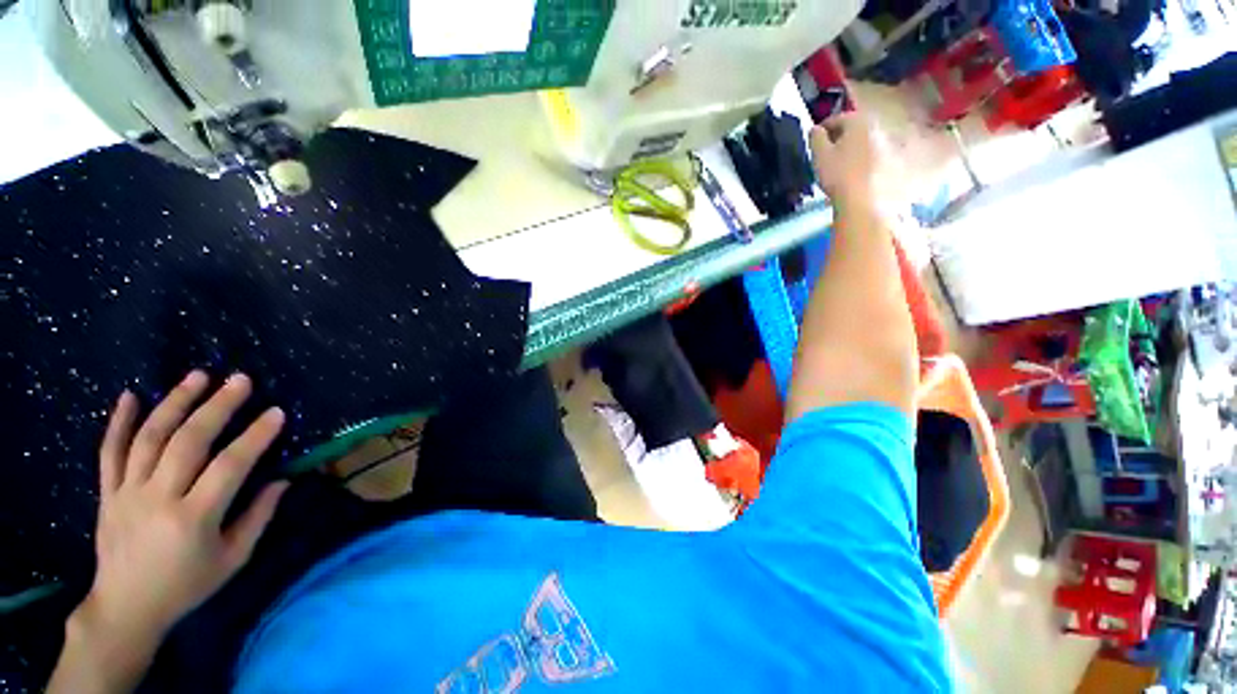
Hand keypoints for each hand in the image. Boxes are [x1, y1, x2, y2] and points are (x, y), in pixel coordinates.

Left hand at [52, 372, 288, 692]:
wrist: (125, 608)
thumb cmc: (187, 586)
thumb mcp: (232, 560)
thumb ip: (258, 517)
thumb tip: (283, 480)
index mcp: (193, 519)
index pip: (229, 467)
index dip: (255, 437)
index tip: (276, 413)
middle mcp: (157, 499)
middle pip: (187, 443)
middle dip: (216, 407)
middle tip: (240, 380)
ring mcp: (127, 494)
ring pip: (149, 439)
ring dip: (175, 403)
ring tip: (198, 376)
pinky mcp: (107, 494)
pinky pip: (109, 452)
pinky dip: (119, 422)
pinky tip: (130, 395)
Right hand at [809, 112, 882, 203]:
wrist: (862, 200)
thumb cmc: (838, 174)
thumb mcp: (819, 155)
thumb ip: (815, 137)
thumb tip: (815, 129)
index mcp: (858, 121)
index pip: (837, 118)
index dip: (823, 129)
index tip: (814, 141)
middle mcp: (875, 127)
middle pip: (853, 128)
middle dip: (839, 137)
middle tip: (826, 153)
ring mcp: (885, 143)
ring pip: (862, 141)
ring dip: (850, 149)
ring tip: (838, 164)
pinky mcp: (890, 160)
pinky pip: (870, 155)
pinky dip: (860, 159)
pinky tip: (851, 173)